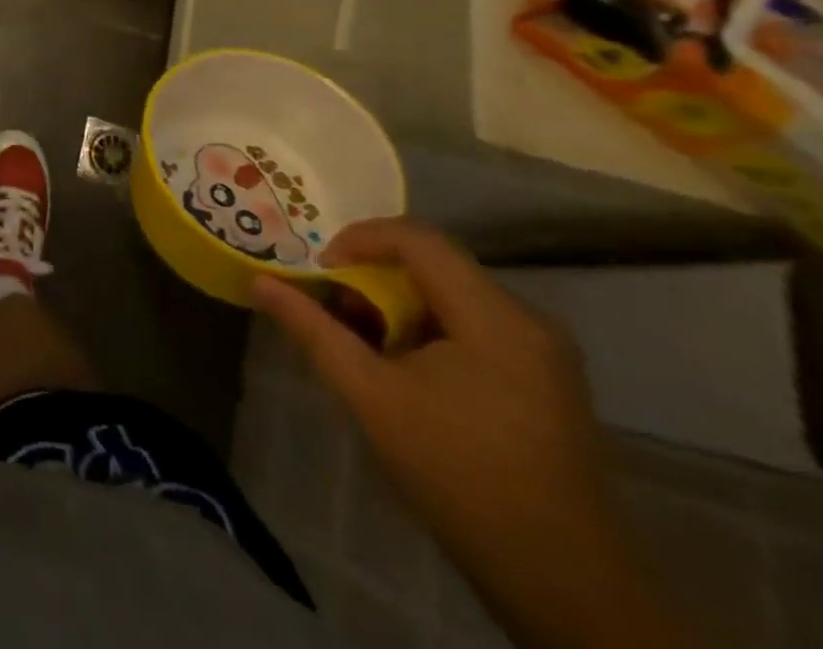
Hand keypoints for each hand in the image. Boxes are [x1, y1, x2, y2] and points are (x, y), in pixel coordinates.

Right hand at [252, 220, 690, 648]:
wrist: (563, 583)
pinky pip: (475, 325)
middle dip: (375, 277)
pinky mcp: (547, 380)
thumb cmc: (458, 474)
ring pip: (453, 295)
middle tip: (335, 308)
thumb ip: (313, 330)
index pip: (417, 239)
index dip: (359, 239)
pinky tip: (408, 371)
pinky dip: (430, 330)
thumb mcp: (370, 395)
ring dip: (400, 306)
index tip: (321, 271)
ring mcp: (545, 352)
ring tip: (365, 343)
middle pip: (434, 265)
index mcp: (493, 316)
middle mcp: (527, 319)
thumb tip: (259, 283)